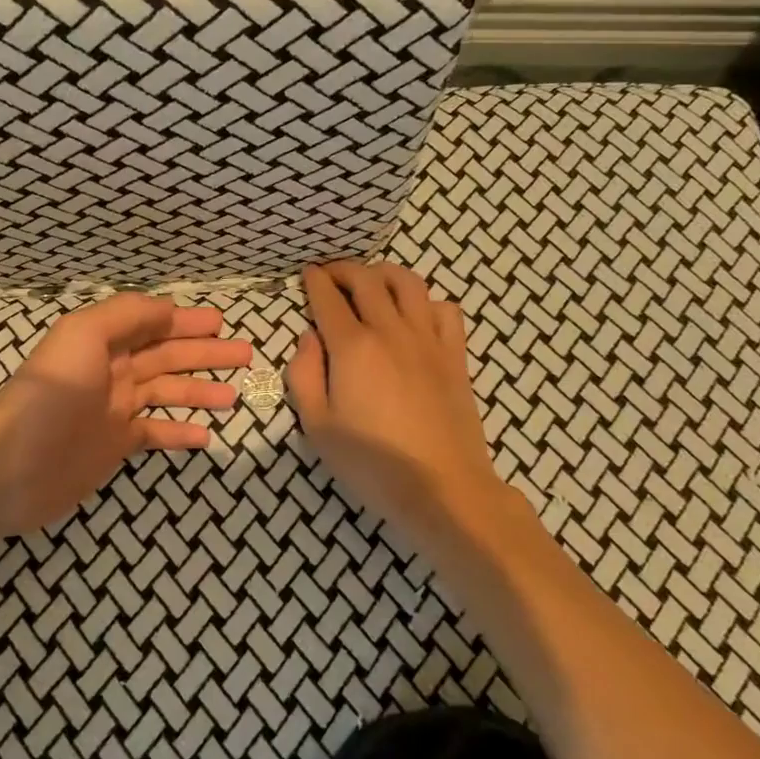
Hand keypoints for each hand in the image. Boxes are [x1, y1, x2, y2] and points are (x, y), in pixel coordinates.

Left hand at [0, 294, 251, 557]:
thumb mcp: (84, 334)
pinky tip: (208, 436)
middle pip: (168, 356)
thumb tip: (168, 310)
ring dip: (201, 391)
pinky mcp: (115, 446)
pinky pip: (156, 434)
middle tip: (245, 354)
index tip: (221, 323)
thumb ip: (127, 314)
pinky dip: (181, 433)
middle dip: (206, 353)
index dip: (187, 322)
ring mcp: (115, 410)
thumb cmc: (51, 392)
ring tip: (235, 395)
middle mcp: (113, 371)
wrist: (12, 464)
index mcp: (104, 341)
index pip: (154, 325)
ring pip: (168, 394)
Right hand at [287, 262, 501, 547]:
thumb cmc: (372, 464)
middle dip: (344, 269)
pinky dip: (427, 301)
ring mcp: (428, 340)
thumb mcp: (318, 427)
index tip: (308, 274)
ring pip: (408, 283)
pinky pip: (446, 309)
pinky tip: (416, 315)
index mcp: (352, 348)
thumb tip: (308, 337)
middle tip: (331, 275)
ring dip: (385, 273)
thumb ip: (304, 375)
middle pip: (367, 280)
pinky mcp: (455, 356)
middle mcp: (390, 331)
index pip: (328, 298)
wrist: (443, 488)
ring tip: (372, 283)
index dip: (315, 281)